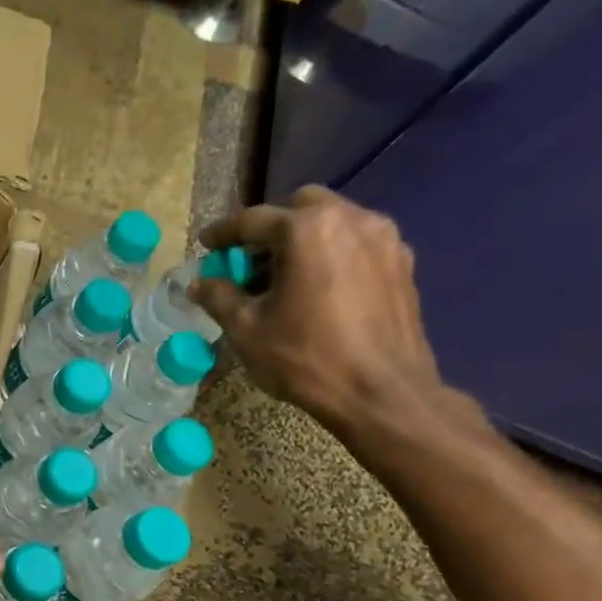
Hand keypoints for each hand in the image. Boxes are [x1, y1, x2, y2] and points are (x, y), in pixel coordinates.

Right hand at [192, 185, 445, 436]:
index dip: (223, 233)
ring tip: (283, 277)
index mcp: (307, 230)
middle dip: (270, 227)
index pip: (252, 220)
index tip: (205, 245)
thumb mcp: (246, 329)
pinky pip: (357, 244)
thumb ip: (218, 297)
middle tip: (250, 259)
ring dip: (303, 239)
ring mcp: (384, 240)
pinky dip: (331, 254)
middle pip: (300, 207)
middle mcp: (350, 220)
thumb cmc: (305, 358)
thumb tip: (198, 284)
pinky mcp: (402, 264)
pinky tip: (317, 288)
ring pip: (333, 222)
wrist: (381, 393)